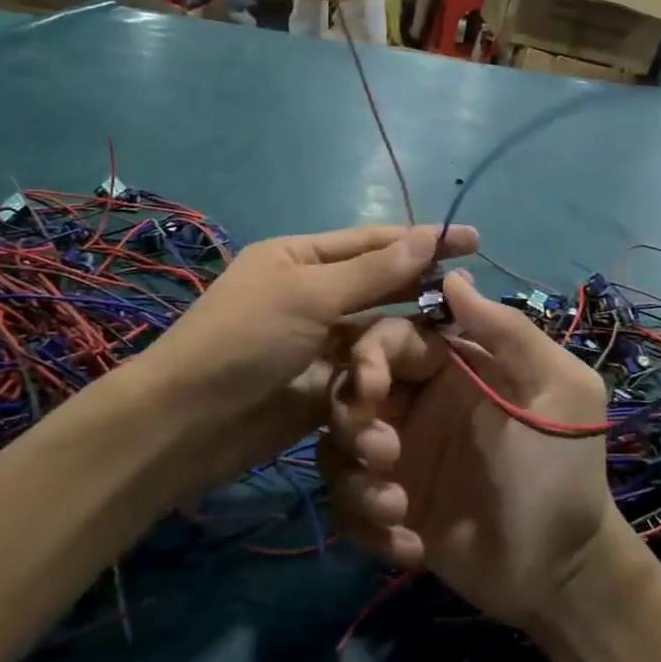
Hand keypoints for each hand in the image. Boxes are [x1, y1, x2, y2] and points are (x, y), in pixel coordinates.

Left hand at [132, 225, 477, 490]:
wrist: (187, 425)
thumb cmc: (244, 341)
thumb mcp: (308, 296)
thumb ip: (373, 272)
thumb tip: (428, 236)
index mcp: (299, 258)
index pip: (371, 242)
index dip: (421, 240)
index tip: (472, 240)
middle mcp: (311, 295)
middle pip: (378, 284)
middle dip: (420, 285)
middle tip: (473, 290)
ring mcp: (316, 342)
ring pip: (376, 331)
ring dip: (408, 332)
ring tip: (459, 332)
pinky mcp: (323, 386)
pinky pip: (366, 371)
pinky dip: (391, 370)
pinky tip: (429, 370)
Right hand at [321, 270, 617, 627]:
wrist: (562, 570)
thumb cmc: (563, 469)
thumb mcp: (558, 390)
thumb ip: (509, 331)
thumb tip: (453, 274)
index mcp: (452, 366)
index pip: (389, 337)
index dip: (368, 354)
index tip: (372, 388)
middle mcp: (416, 404)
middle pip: (348, 388)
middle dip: (352, 418)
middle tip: (384, 454)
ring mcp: (399, 458)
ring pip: (336, 445)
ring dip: (356, 479)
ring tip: (399, 509)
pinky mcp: (388, 507)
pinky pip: (347, 502)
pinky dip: (366, 523)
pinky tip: (412, 544)